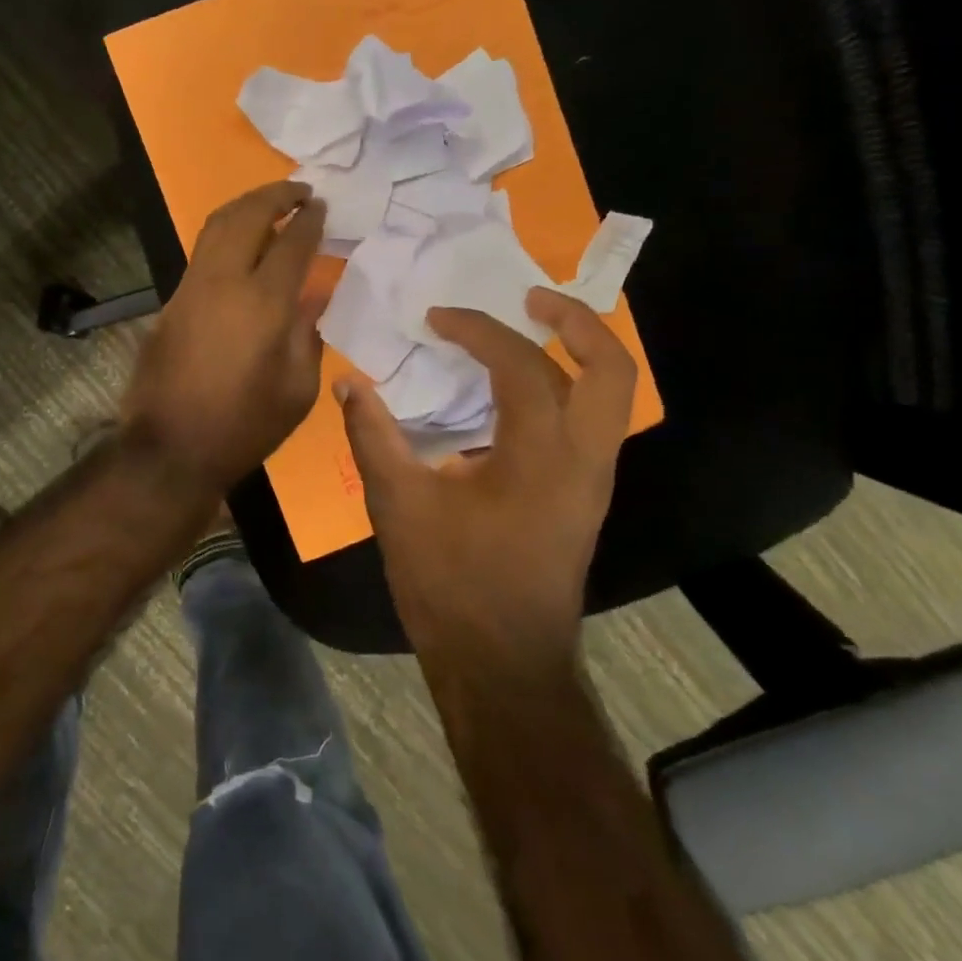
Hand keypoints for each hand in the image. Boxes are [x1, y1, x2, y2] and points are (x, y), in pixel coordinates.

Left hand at [121, 181, 325, 496]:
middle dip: (275, 195)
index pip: (292, 243)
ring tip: (271, 206)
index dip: (310, 221)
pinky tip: (240, 247)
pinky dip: (225, 236)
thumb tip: (310, 298)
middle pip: (246, 216)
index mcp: (264, 304)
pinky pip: (201, 254)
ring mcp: (190, 289)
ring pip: (216, 227)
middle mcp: (223, 283)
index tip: (322, 207)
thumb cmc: (246, 426)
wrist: (172, 448)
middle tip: (300, 191)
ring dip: (245, 208)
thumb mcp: (297, 389)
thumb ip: (307, 335)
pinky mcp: (170, 303)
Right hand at [336, 289, 636, 669]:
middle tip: (529, 297)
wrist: (501, 663)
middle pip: (611, 369)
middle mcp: (584, 460)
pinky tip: (519, 393)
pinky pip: (592, 422)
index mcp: (540, 456)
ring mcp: (593, 481)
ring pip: (612, 396)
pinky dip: (568, 387)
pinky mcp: (585, 498)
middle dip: (574, 321)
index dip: (478, 330)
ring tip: (531, 329)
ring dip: (579, 352)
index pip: (522, 365)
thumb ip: (373, 435)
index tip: (435, 320)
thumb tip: (349, 384)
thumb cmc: (450, 583)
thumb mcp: (398, 504)